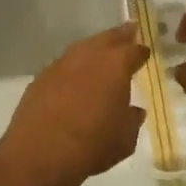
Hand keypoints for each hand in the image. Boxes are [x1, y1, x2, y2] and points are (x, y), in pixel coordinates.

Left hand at [0, 25, 147, 185]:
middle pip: (107, 38)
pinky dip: (73, 68)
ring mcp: (61, 64)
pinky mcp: (41, 77)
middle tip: (128, 32)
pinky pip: (63, 65)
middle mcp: (88, 56)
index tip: (144, 52)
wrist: (40, 153)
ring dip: (94, 49)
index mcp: (115, 65)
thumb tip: (133, 110)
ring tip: (101, 54)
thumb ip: (132, 119)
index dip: (140, 51)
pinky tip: (75, 78)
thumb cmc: (92, 145)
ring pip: (82, 48)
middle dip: (119, 36)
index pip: (133, 50)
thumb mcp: (125, 139)